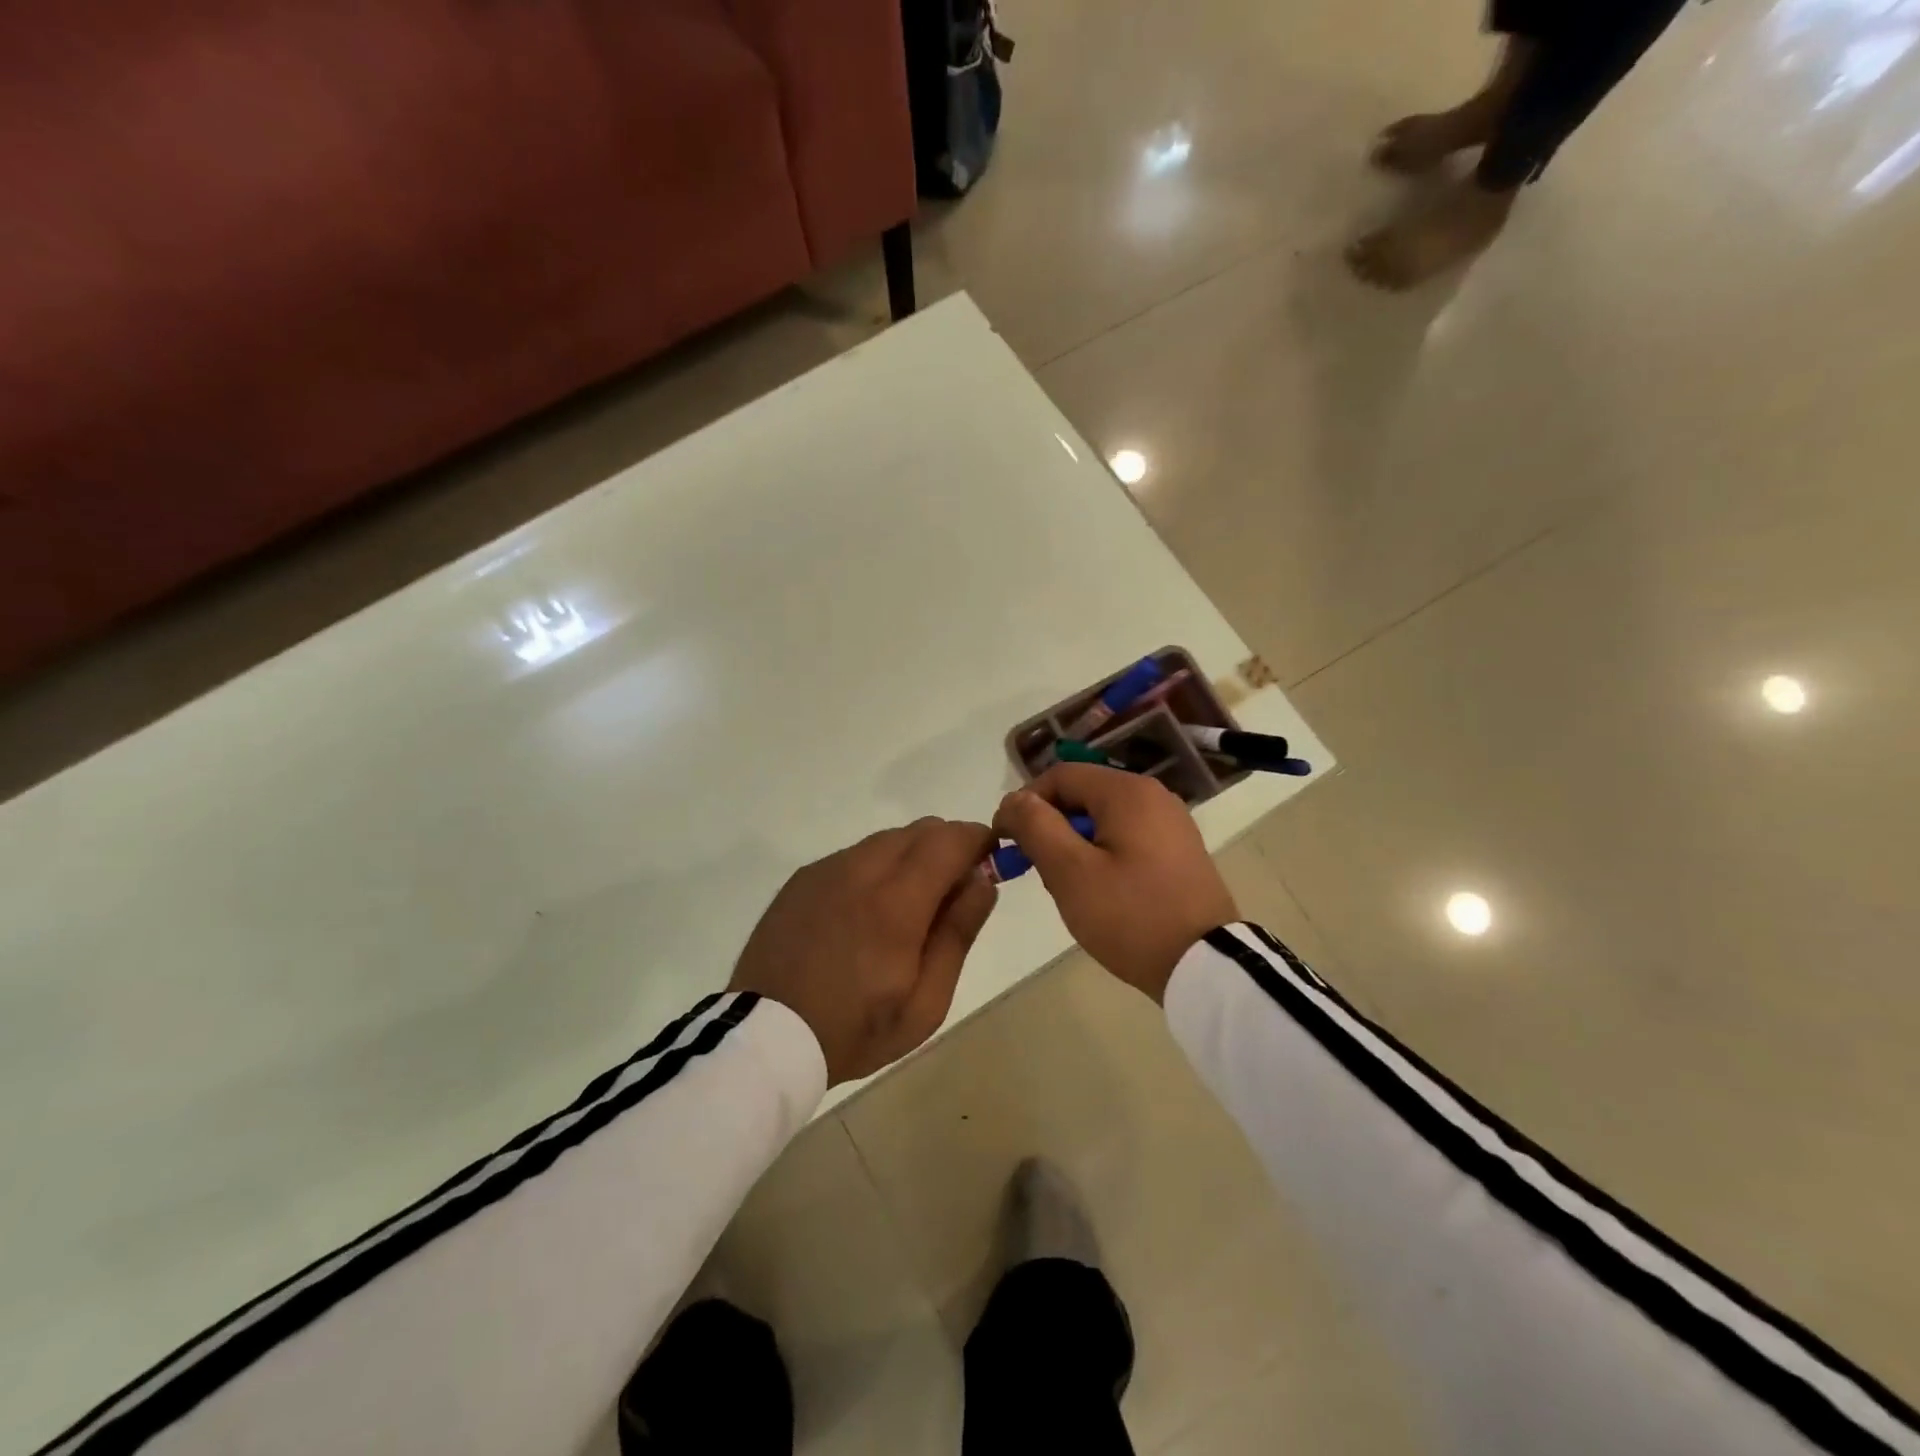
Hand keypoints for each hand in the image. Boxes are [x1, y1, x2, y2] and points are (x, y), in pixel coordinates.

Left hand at [729, 818, 998, 1084]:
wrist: (764, 1037)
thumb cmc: (855, 1029)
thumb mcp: (925, 1001)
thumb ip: (958, 933)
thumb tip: (983, 880)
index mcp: (897, 902)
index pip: (950, 839)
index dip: (979, 840)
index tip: (990, 860)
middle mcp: (861, 870)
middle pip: (920, 830)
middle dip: (948, 846)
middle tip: (953, 890)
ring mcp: (827, 870)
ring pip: (886, 840)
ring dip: (911, 856)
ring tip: (908, 907)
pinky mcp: (803, 878)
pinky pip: (854, 855)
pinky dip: (876, 867)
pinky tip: (866, 911)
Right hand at [994, 765, 1236, 1002]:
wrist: (1207, 967)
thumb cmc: (1131, 916)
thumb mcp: (1070, 872)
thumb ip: (1036, 826)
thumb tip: (1014, 800)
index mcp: (1127, 792)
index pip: (1060, 776)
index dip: (1025, 803)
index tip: (1006, 843)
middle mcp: (1153, 796)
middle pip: (1082, 795)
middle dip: (1051, 827)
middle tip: (1037, 871)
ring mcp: (1171, 824)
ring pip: (1103, 819)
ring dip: (1074, 844)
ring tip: (1068, 887)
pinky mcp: (1179, 851)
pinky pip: (1127, 838)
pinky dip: (1102, 855)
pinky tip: (1100, 892)